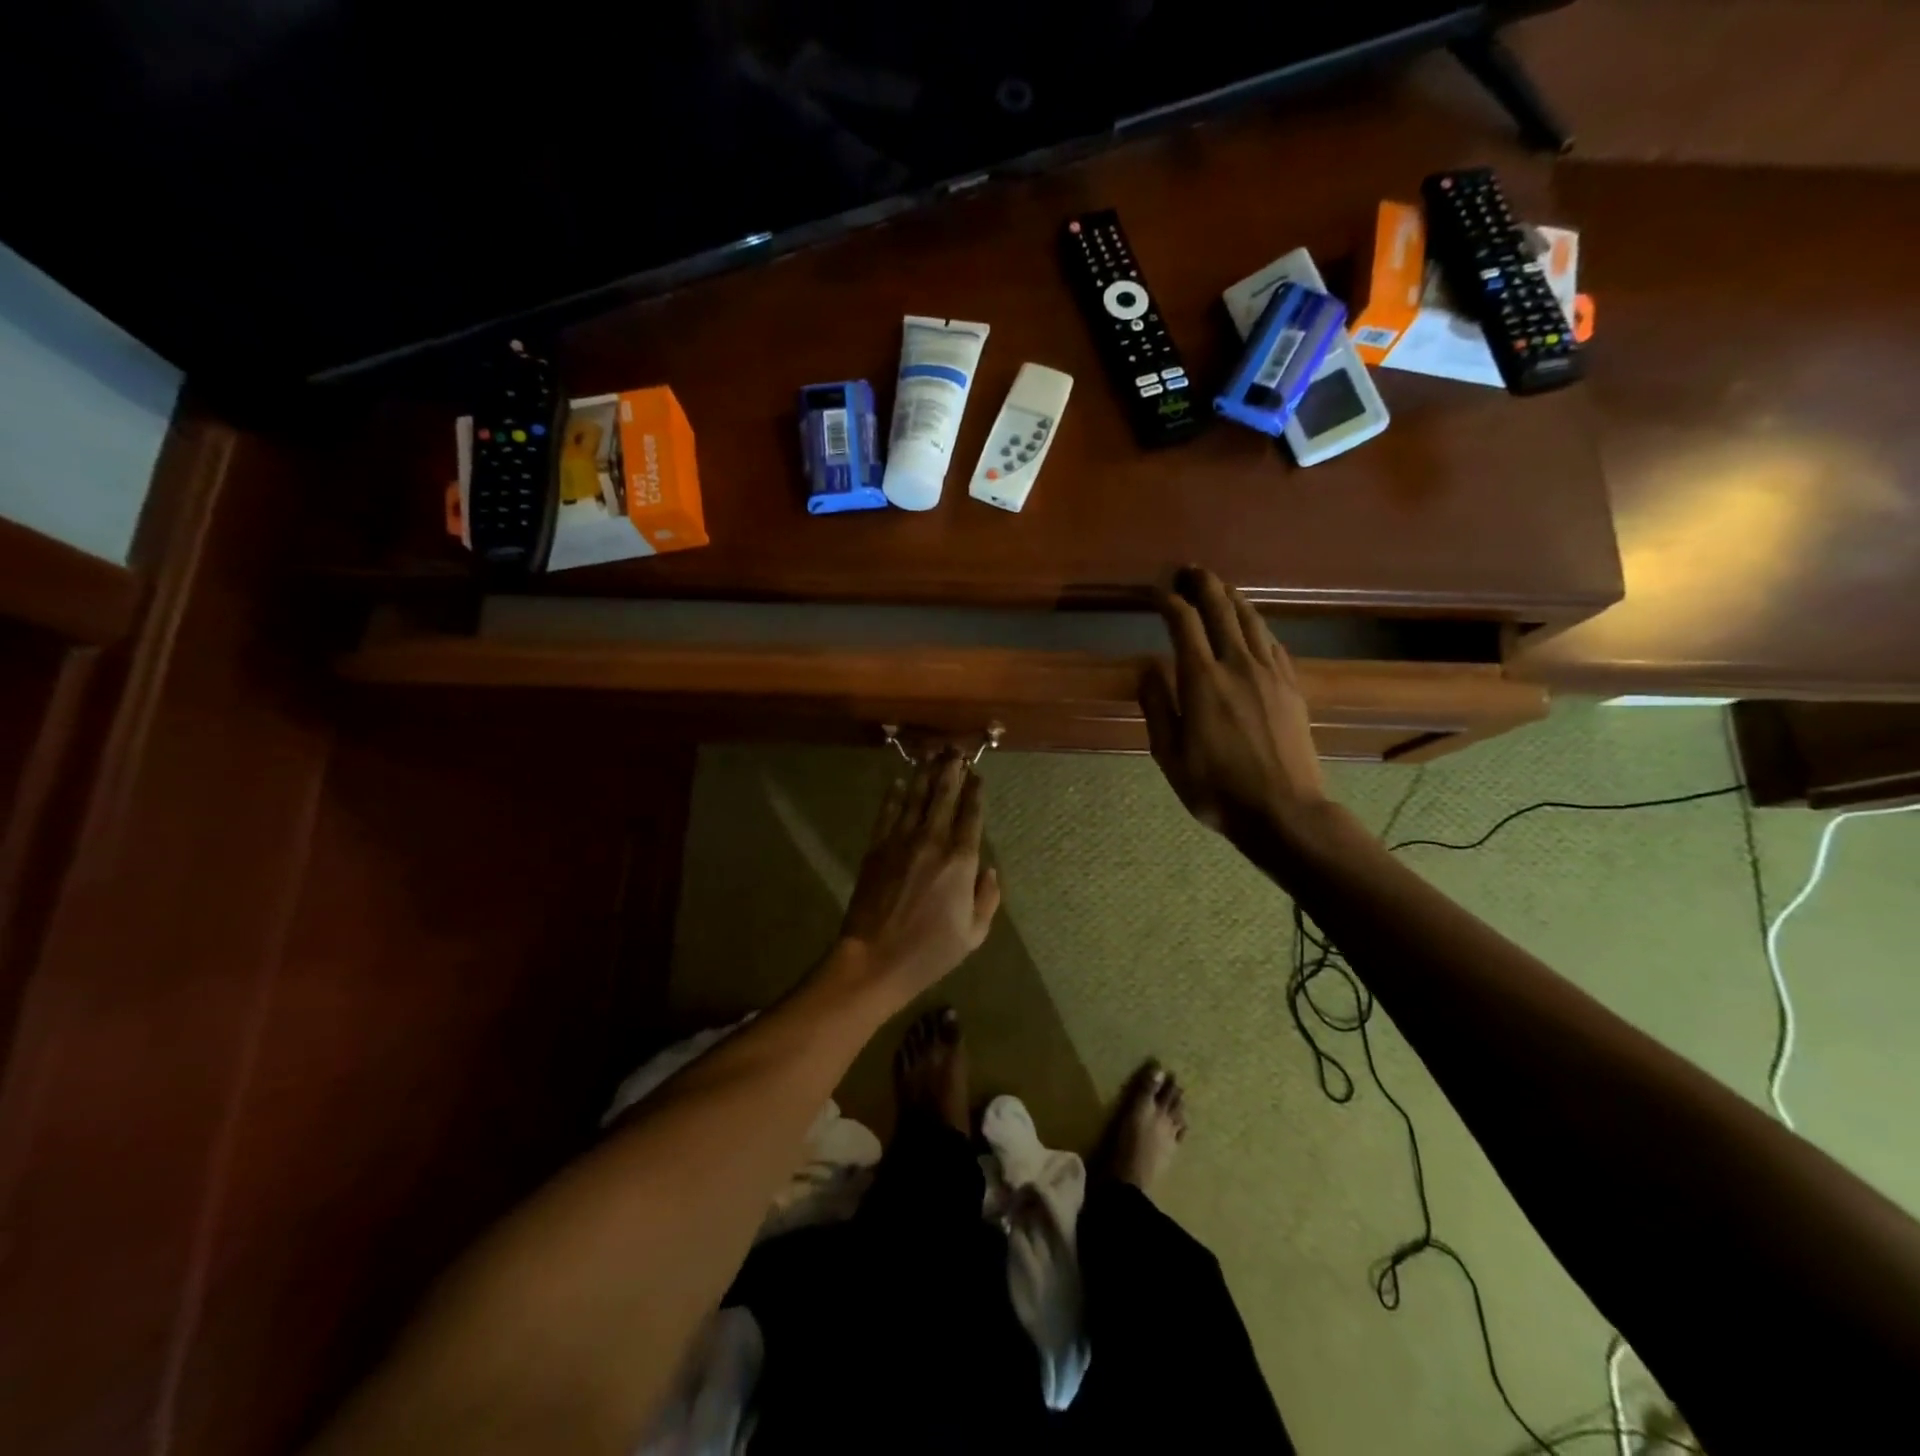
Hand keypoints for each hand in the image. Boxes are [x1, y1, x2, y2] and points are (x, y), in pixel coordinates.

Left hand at [838, 749, 1001, 1004]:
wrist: (875, 959)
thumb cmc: (930, 952)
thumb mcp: (974, 935)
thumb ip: (987, 899)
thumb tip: (990, 870)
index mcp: (961, 861)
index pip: (971, 816)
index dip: (975, 792)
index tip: (977, 774)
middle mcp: (933, 842)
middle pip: (944, 796)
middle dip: (951, 770)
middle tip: (955, 750)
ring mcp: (901, 842)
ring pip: (916, 798)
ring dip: (926, 774)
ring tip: (932, 753)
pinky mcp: (876, 848)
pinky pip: (887, 814)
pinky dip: (894, 795)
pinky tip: (900, 781)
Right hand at [1140, 566, 1330, 847]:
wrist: (1284, 811)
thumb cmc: (1216, 789)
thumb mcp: (1169, 755)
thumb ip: (1157, 706)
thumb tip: (1147, 667)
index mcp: (1202, 680)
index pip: (1183, 622)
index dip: (1167, 600)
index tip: (1155, 591)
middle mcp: (1238, 665)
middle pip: (1221, 608)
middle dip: (1202, 583)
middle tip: (1187, 571)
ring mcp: (1270, 673)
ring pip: (1251, 619)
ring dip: (1231, 596)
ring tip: (1217, 586)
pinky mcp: (1291, 685)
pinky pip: (1271, 641)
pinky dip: (1255, 623)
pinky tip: (1250, 624)